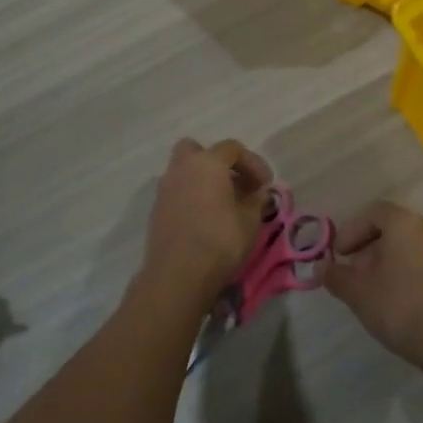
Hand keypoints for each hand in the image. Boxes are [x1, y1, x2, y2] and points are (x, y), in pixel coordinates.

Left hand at [141, 138, 273, 294]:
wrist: (177, 274)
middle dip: (218, 162)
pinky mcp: (157, 208)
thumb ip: (256, 199)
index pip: (233, 148)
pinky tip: (204, 217)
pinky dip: (191, 195)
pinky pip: (177, 190)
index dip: (253, 163)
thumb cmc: (220, 241)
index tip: (265, 185)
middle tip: (235, 183)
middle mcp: (182, 167)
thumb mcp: (250, 220)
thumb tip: (257, 191)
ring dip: (203, 179)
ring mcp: (165, 187)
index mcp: (207, 162)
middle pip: (198, 150)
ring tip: (222, 202)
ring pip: (184, 170)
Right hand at [322, 201, 422, 368]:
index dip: (351, 231)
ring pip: (411, 250)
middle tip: (354, 274)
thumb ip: (336, 276)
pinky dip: (410, 276)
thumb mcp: (358, 293)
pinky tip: (401, 303)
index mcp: (405, 224)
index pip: (374, 213)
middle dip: (369, 250)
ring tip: (375, 291)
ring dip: (390, 264)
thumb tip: (320, 266)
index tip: (339, 255)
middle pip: (394, 231)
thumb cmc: (401, 307)